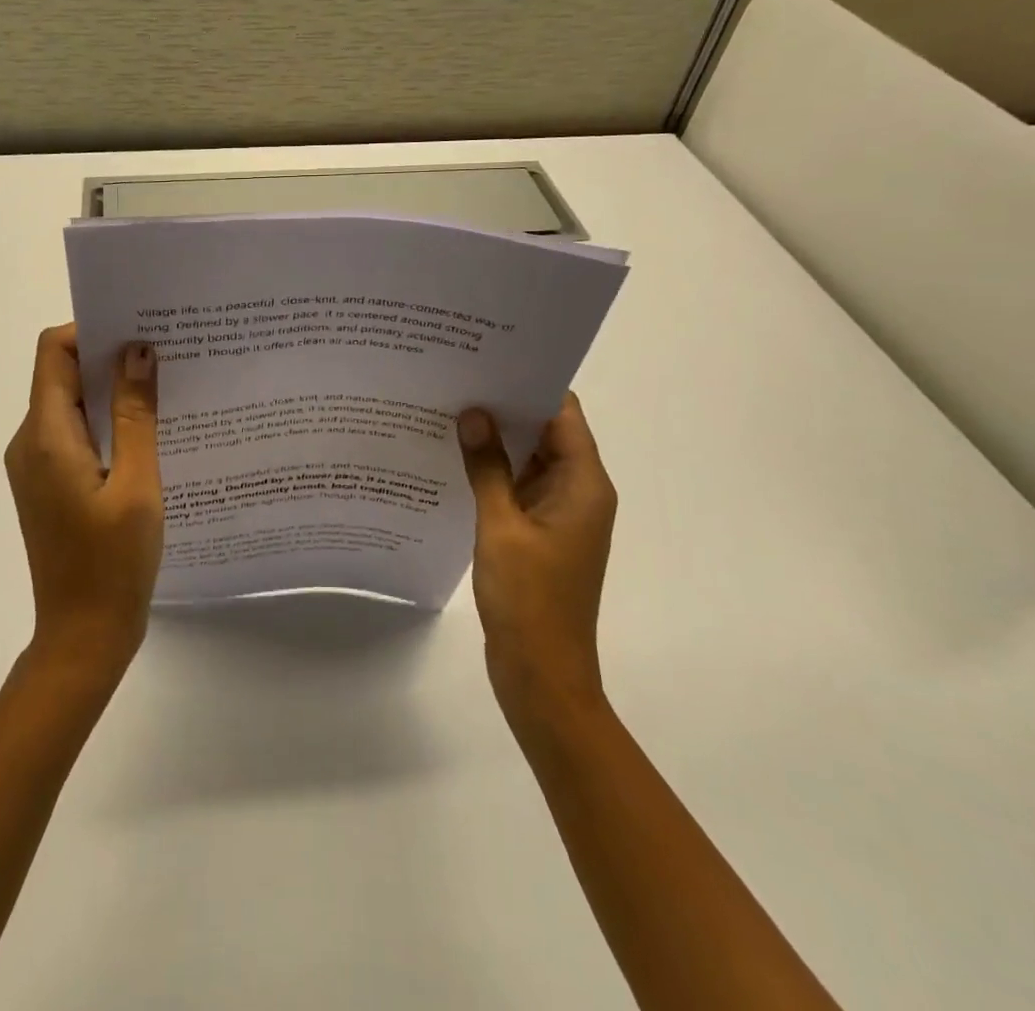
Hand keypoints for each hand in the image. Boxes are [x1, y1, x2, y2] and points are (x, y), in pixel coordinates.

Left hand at [3, 325, 163, 675]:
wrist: (83, 637)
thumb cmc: (113, 563)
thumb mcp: (136, 484)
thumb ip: (136, 414)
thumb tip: (137, 349)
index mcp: (45, 436)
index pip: (53, 351)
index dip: (92, 330)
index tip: (140, 329)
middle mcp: (30, 442)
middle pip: (61, 373)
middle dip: (109, 356)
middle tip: (165, 353)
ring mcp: (36, 465)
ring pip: (71, 403)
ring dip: (111, 390)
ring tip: (165, 388)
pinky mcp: (49, 483)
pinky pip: (75, 433)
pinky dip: (107, 421)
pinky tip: (148, 431)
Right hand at [457, 393, 616, 713]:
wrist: (542, 676)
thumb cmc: (530, 599)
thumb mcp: (501, 527)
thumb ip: (488, 467)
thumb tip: (474, 412)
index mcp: (584, 485)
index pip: (562, 414)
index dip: (530, 383)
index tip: (489, 358)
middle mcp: (579, 492)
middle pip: (547, 432)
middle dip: (506, 406)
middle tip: (458, 376)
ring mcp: (559, 514)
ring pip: (530, 459)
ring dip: (498, 438)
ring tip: (451, 407)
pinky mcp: (540, 533)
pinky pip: (519, 486)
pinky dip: (494, 470)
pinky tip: (455, 457)